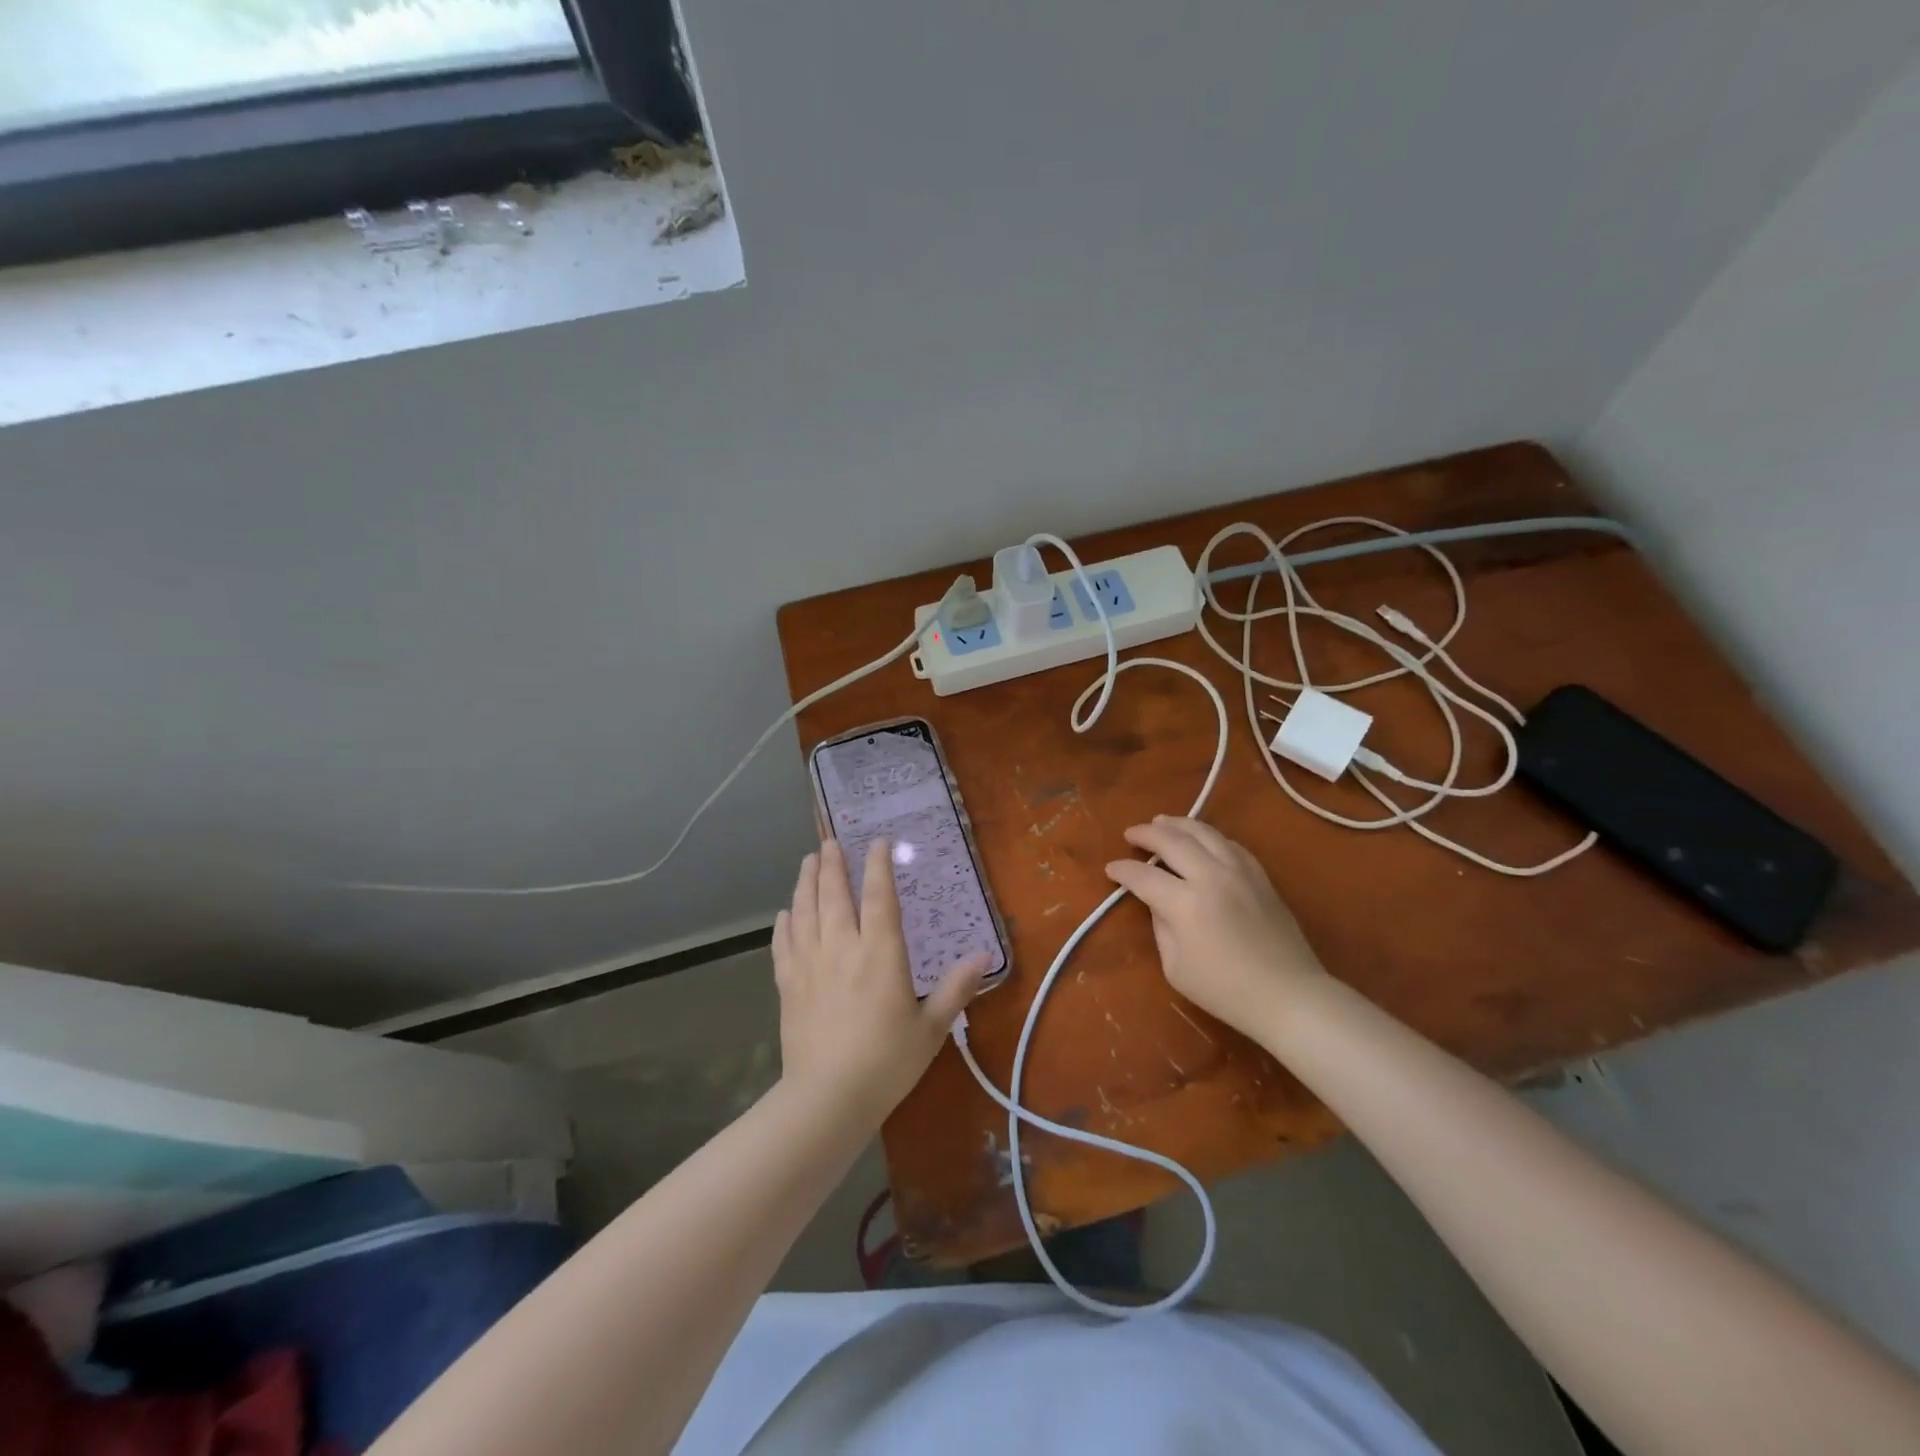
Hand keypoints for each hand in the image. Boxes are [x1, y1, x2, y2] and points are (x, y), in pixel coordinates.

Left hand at [773, 839, 987, 1124]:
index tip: (877, 842)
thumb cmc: (887, 1062)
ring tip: (808, 861)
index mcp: (880, 954)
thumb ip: (956, 989)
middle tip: (830, 841)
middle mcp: (842, 948)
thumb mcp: (931, 1028)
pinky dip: (785, 923)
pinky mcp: (788, 985)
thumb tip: (985, 956)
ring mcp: (810, 964)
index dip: (878, 867)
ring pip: (805, 911)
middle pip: (834, 895)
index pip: (878, 897)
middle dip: (832, 864)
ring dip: (806, 883)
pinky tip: (785, 913)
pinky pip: (784, 944)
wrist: (827, 1098)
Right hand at [1105, 816, 1325, 1039]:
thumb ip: (1161, 927)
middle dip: (1146, 834)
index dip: (1123, 870)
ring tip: (1161, 822)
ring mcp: (1239, 872)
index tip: (1111, 869)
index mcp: (1185, 903)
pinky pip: (1230, 844)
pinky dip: (1209, 836)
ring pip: (1204, 833)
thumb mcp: (1176, 967)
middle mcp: (1211, 877)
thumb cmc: (1225, 990)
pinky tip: (1201, 838)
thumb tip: (1157, 902)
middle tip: (1131, 833)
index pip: (1144, 876)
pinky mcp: (1260, 876)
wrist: (1288, 995)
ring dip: (1177, 824)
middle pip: (1173, 841)